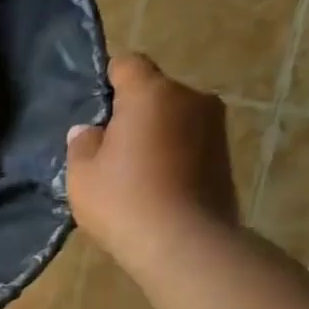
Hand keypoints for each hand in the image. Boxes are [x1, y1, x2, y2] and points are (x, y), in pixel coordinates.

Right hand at [66, 53, 238, 274]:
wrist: (184, 245)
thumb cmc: (124, 201)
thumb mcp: (82, 175)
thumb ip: (82, 144)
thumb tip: (89, 131)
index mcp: (152, 93)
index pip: (128, 64)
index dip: (108, 80)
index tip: (94, 110)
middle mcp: (191, 98)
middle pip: (154, 93)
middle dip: (133, 113)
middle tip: (109, 148)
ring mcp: (215, 127)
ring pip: (174, 119)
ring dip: (155, 136)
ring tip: (133, 172)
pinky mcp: (226, 157)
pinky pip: (189, 144)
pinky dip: (173, 156)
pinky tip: (156, 187)